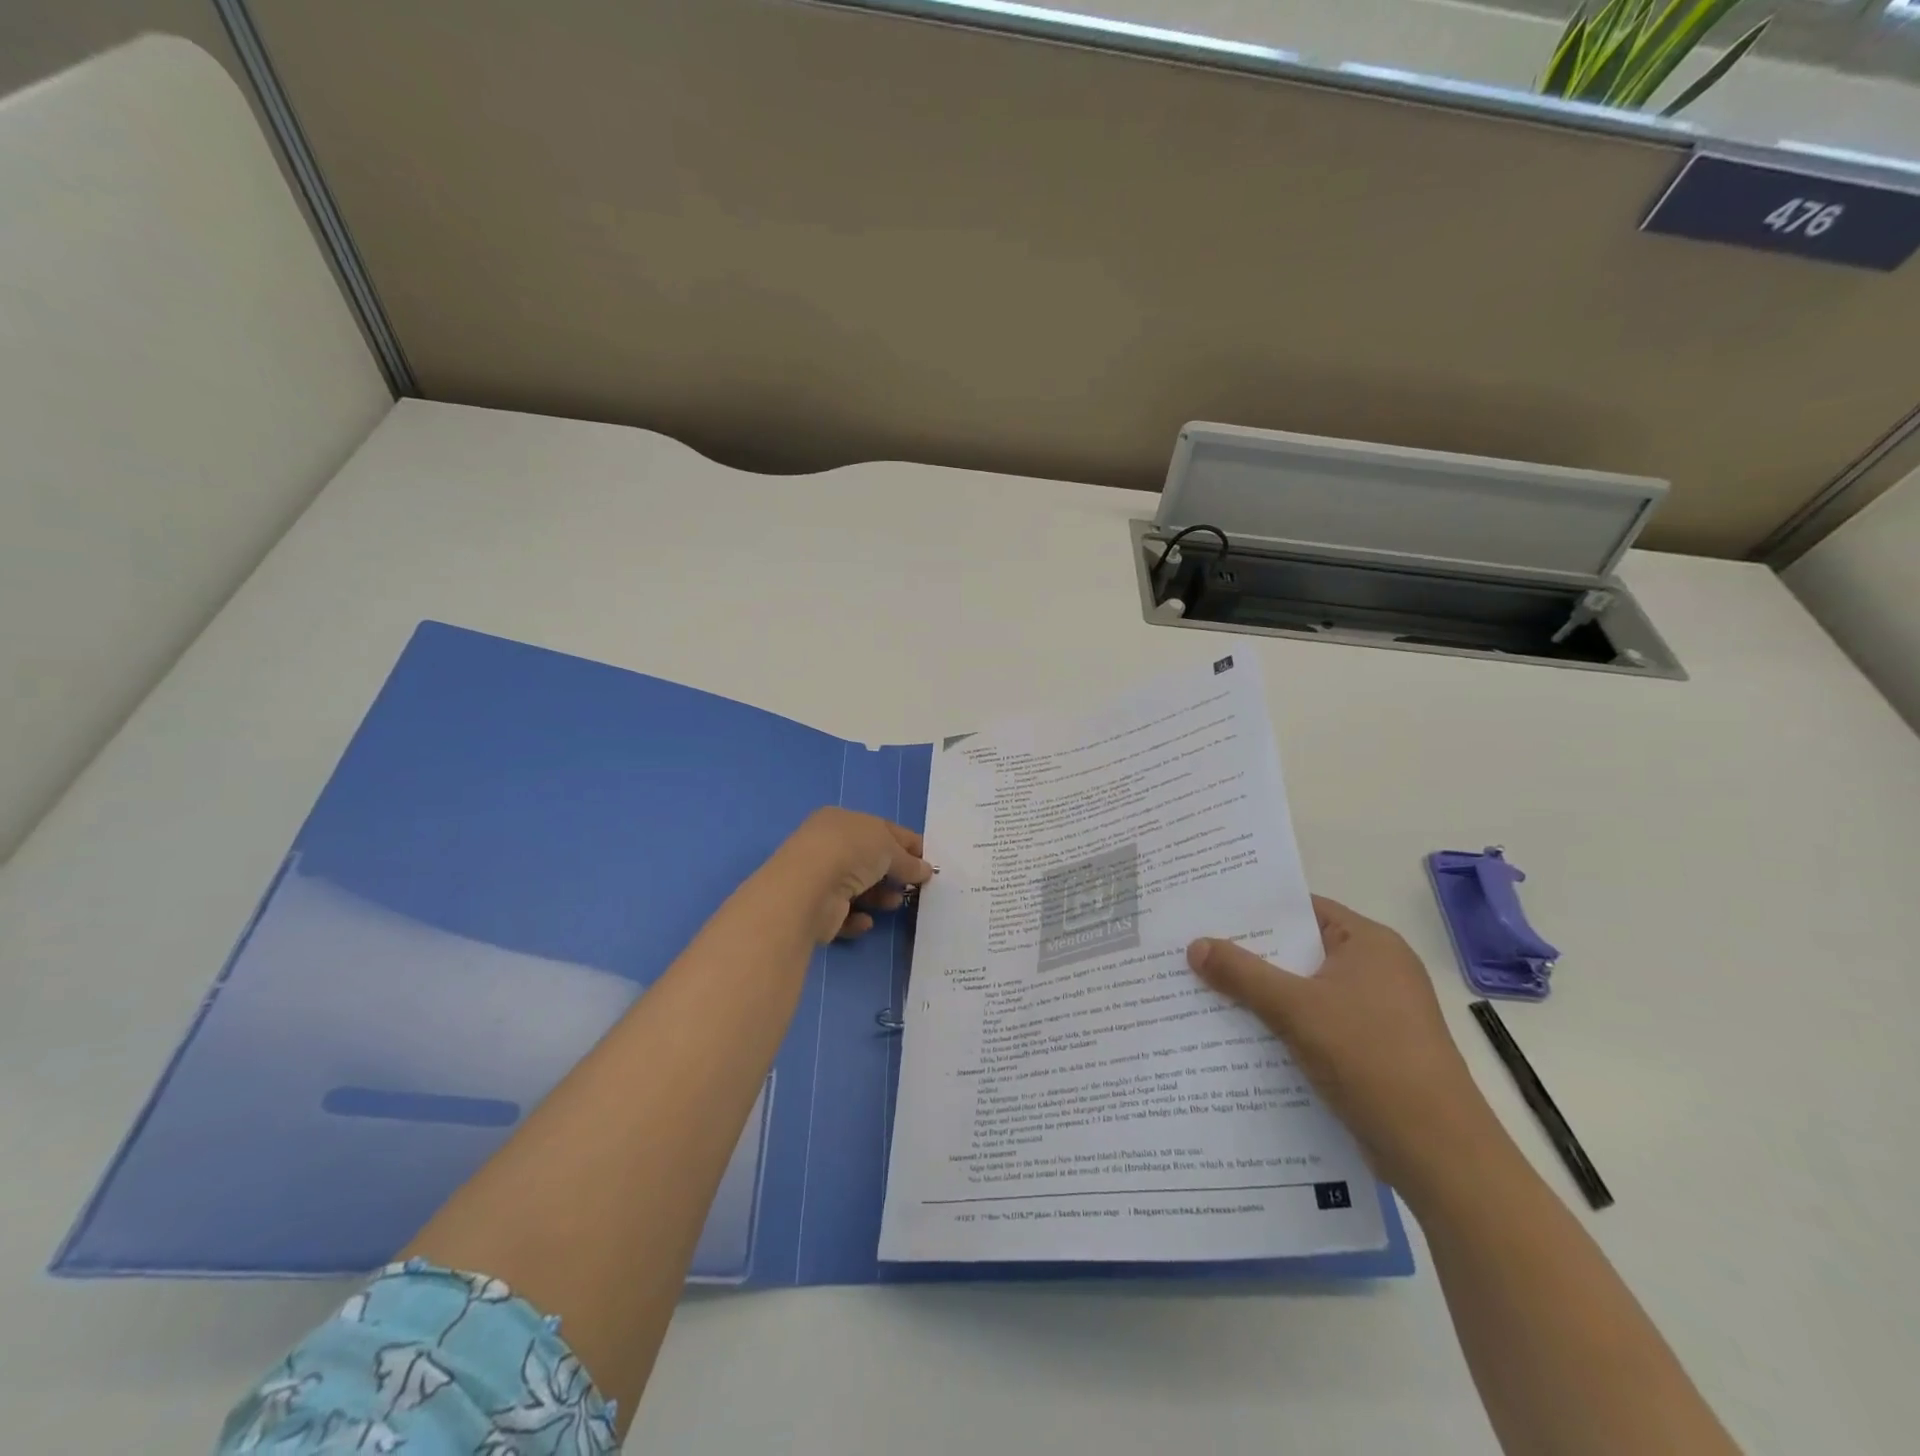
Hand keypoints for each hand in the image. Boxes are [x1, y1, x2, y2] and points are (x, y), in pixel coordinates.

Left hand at [764, 807, 934, 943]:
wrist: (809, 888)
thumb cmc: (851, 852)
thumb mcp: (889, 847)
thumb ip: (908, 861)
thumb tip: (925, 870)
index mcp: (841, 821)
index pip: (881, 829)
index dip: (907, 843)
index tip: (929, 860)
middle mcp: (827, 846)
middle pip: (868, 860)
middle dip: (894, 873)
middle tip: (916, 886)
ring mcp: (819, 877)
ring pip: (857, 888)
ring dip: (879, 896)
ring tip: (894, 903)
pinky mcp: (815, 909)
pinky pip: (842, 914)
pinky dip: (857, 918)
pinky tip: (866, 920)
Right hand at [1187, 897, 1496, 1192]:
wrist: (1437, 1152)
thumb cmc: (1370, 1059)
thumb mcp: (1295, 1008)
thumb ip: (1242, 973)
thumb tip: (1194, 945)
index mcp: (1370, 944)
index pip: (1303, 909)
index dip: (1255, 910)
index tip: (1208, 912)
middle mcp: (1377, 970)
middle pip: (1300, 950)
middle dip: (1250, 954)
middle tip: (1195, 949)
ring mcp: (1377, 1012)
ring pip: (1304, 990)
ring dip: (1262, 994)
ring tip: (1205, 988)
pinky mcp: (1372, 1049)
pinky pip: (1315, 1023)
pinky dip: (1282, 1025)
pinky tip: (1240, 1034)